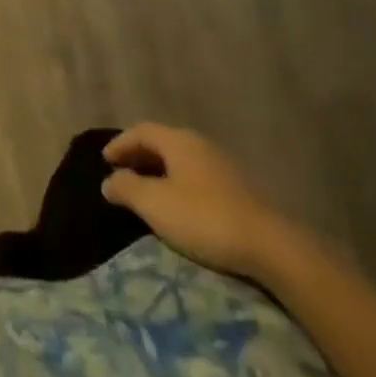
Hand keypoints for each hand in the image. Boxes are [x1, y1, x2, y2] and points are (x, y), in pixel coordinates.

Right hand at [102, 123, 285, 277]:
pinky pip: (196, 175)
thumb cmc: (204, 218)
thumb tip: (109, 180)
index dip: (120, 143)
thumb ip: (128, 188)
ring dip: (159, 170)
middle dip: (139, 155)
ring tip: (147, 189)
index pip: (141, 131)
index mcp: (178, 140)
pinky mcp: (237, 188)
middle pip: (162, 142)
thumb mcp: (156, 205)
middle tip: (122, 172)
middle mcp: (199, 144)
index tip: (104, 159)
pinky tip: (178, 203)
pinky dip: (178, 182)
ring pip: (181, 159)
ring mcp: (222, 165)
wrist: (270, 246)